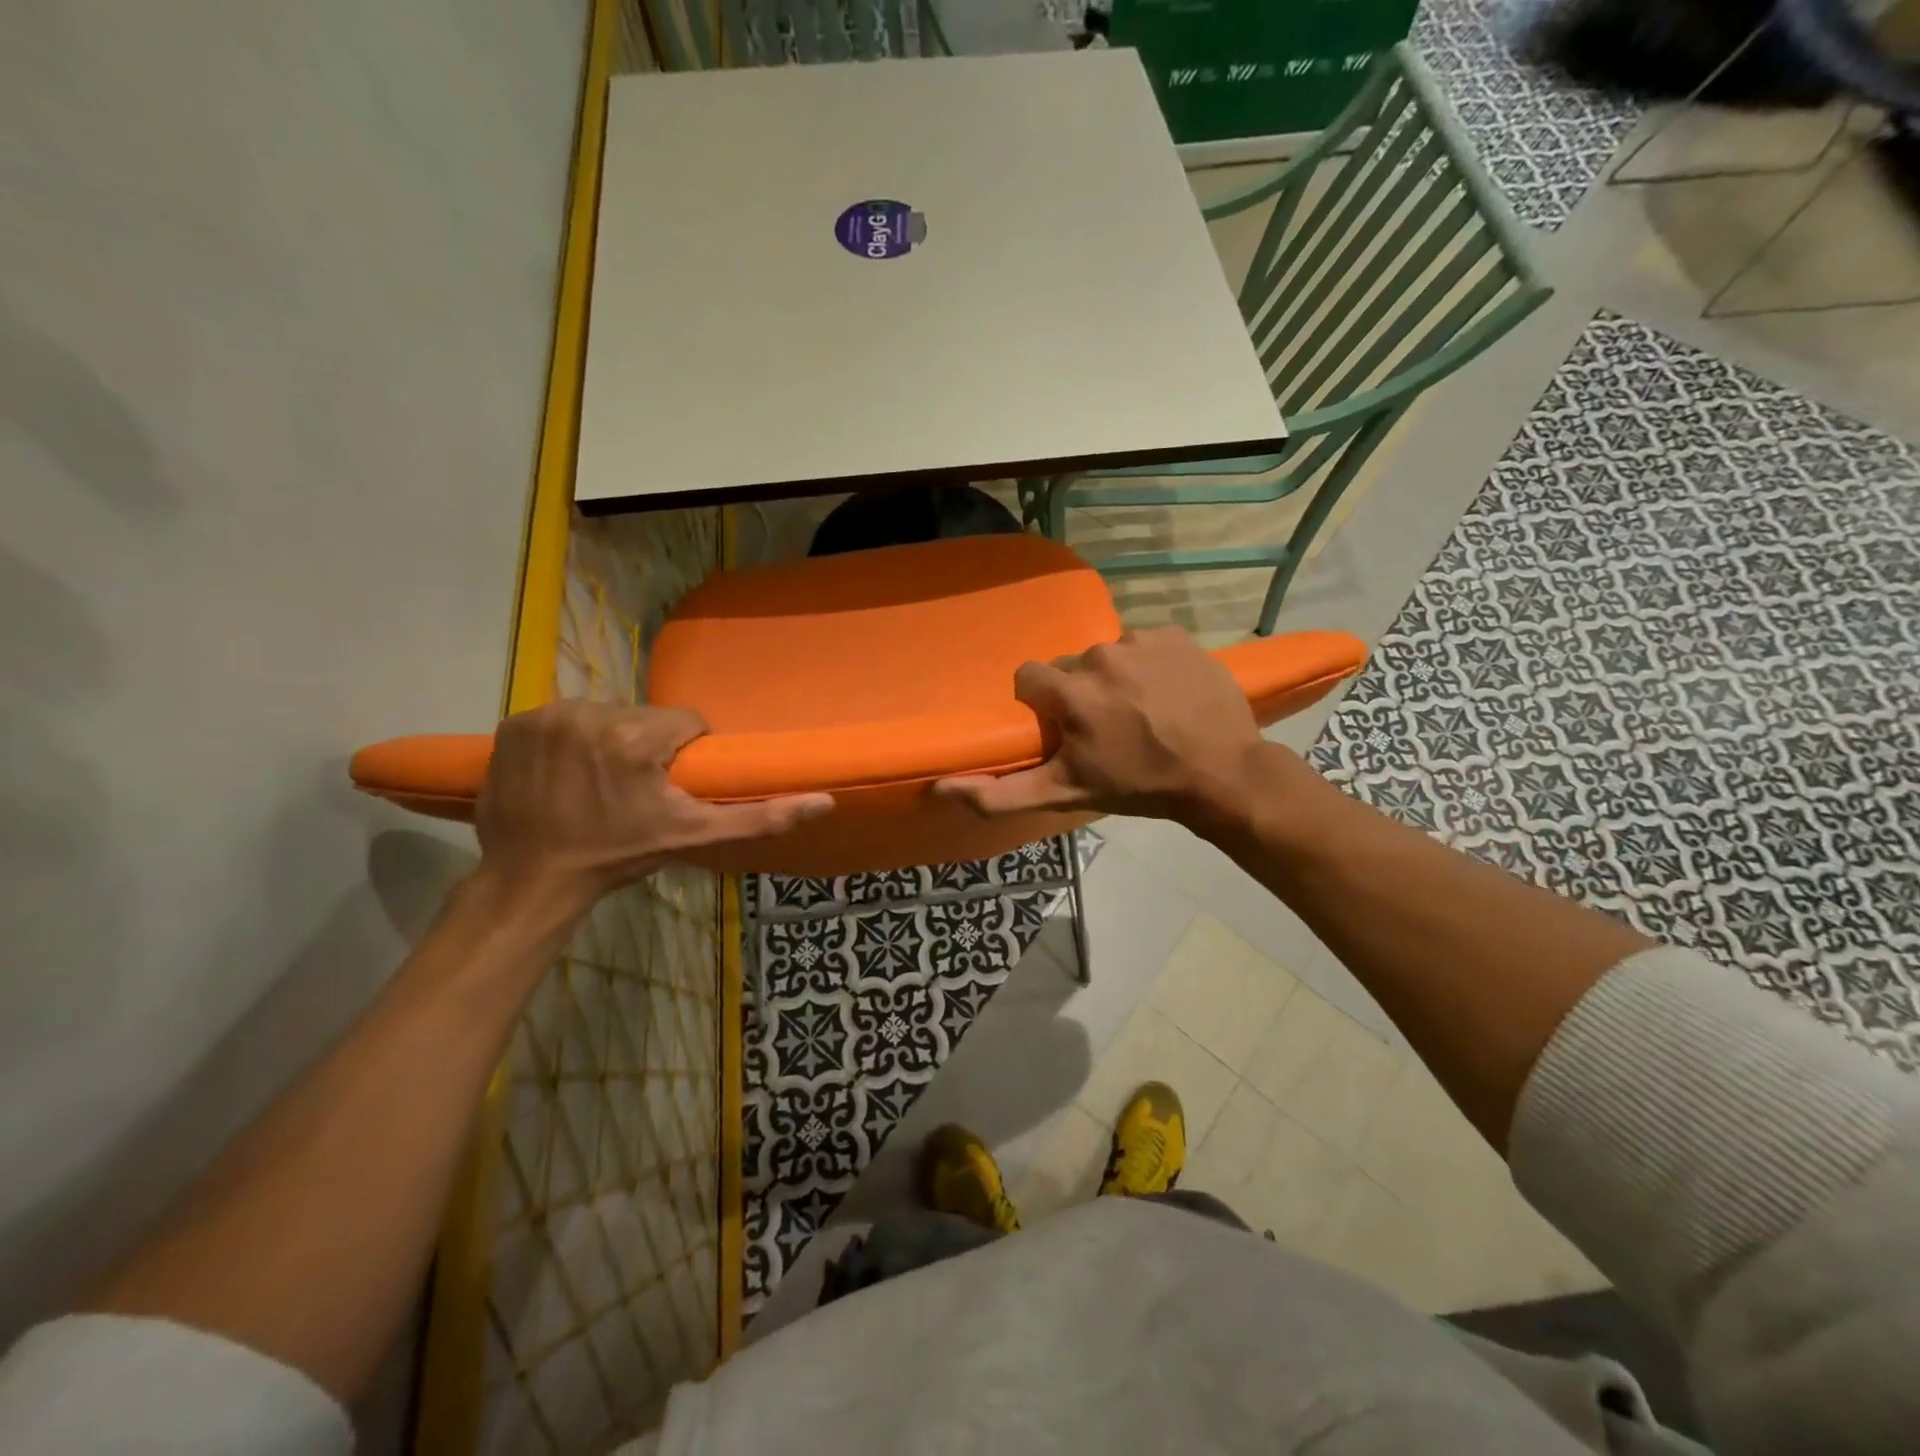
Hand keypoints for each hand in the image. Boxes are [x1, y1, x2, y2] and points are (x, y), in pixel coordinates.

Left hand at [475, 701, 831, 905]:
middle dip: (646, 744)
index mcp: (635, 738)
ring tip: (598, 780)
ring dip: (607, 739)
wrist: (532, 880)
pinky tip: (564, 772)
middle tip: (635, 787)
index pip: (684, 721)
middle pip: (642, 716)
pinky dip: (568, 738)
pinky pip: (562, 718)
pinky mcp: (514, 723)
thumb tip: (824, 801)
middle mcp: (589, 714)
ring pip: (603, 713)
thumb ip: (760, 818)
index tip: (670, 782)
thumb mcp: (693, 836)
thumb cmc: (617, 856)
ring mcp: (546, 717)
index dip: (684, 751)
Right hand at [934, 627, 1267, 824]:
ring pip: (1109, 655)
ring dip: (1116, 679)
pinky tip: (1167, 694)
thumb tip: (940, 787)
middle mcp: (1100, 655)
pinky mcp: (1176, 635)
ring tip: (1141, 712)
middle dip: (1079, 693)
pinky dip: (1150, 665)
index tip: (1063, 728)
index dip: (1042, 704)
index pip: (1029, 678)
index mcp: (1070, 691)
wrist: (1221, 775)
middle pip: (1070, 666)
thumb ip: (1000, 794)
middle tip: (1106, 727)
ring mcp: (1142, 641)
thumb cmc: (1138, 786)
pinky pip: (1146, 645)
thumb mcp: (1065, 794)